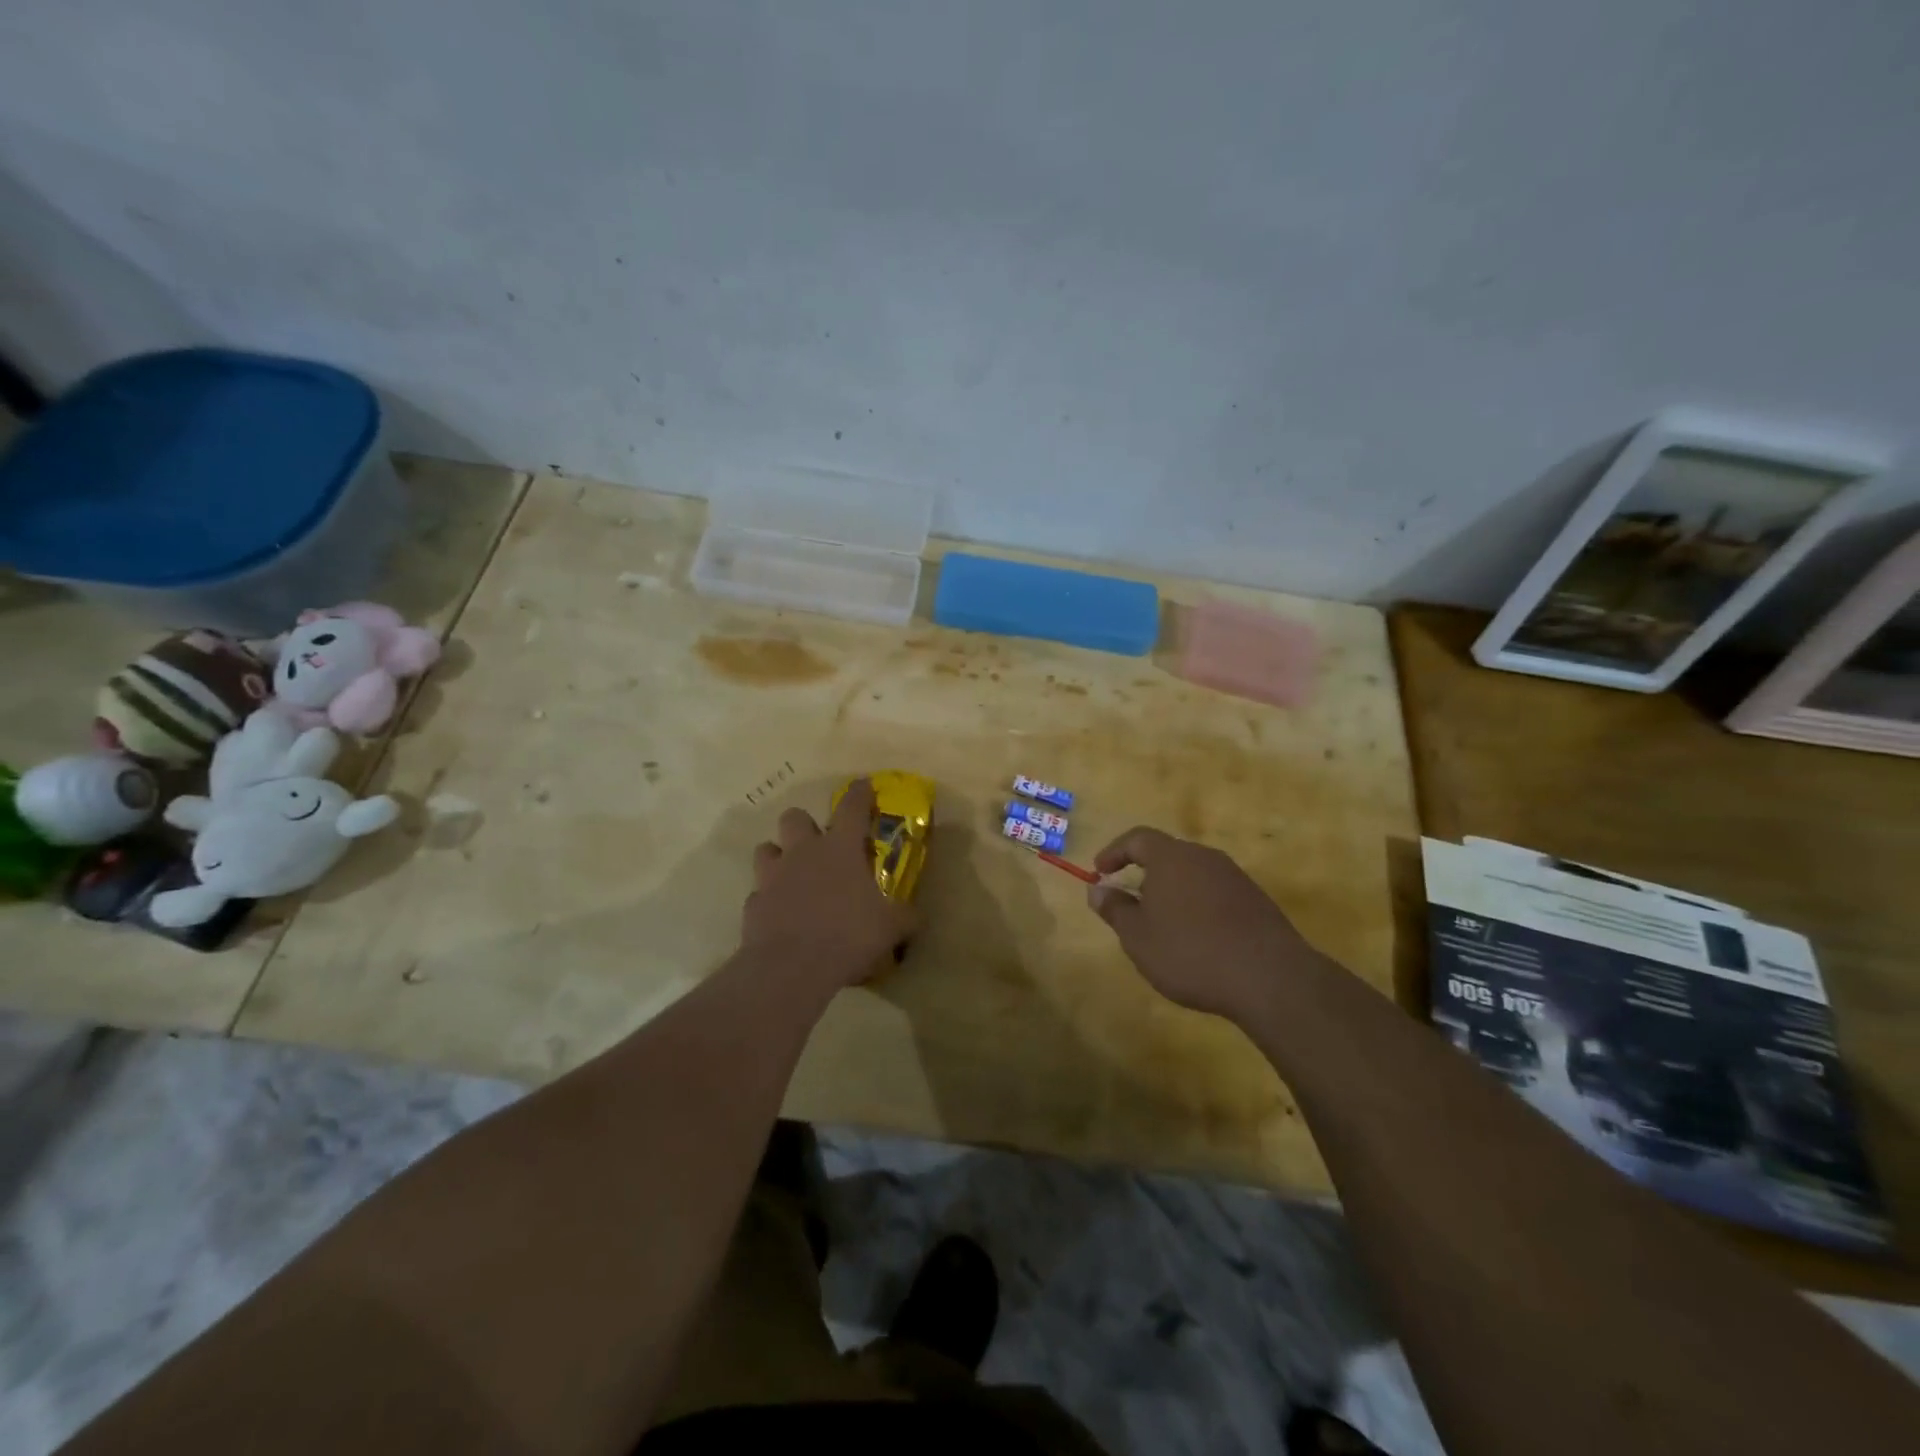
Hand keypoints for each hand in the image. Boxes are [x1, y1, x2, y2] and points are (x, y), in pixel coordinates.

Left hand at [742, 779, 917, 988]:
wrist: (792, 967)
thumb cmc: (848, 935)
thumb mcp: (891, 927)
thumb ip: (905, 916)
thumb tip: (916, 915)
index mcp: (840, 848)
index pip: (852, 807)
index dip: (859, 793)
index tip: (864, 786)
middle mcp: (803, 853)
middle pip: (795, 817)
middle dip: (805, 825)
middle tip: (818, 845)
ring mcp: (773, 876)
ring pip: (767, 848)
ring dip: (779, 857)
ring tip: (793, 875)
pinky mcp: (753, 903)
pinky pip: (759, 892)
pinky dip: (769, 899)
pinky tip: (781, 915)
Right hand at [1087, 827, 1321, 1021]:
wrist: (1270, 978)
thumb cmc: (1190, 952)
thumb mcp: (1138, 937)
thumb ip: (1115, 909)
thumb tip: (1098, 889)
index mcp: (1171, 857)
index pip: (1137, 838)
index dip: (1114, 852)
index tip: (1100, 872)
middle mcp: (1204, 857)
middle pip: (1167, 854)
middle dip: (1144, 873)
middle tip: (1129, 901)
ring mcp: (1234, 877)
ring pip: (1192, 874)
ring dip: (1172, 891)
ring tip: (1161, 924)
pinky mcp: (1256, 900)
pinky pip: (1215, 892)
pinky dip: (1197, 905)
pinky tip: (1196, 938)